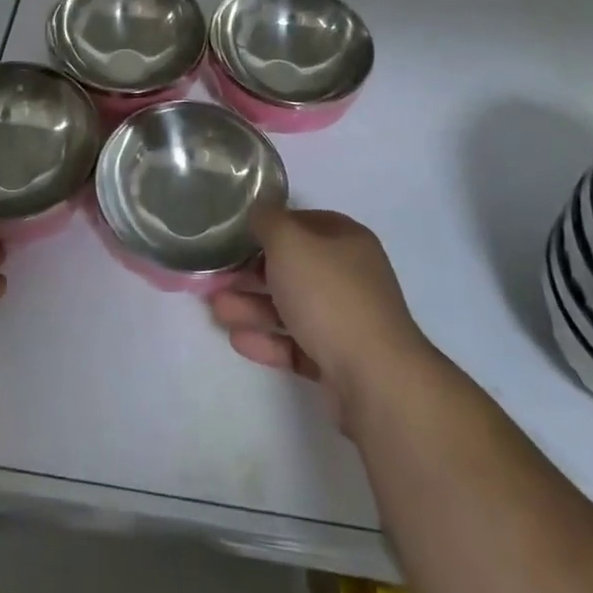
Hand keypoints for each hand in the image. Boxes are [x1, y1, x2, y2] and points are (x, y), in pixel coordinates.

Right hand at [209, 206, 431, 424]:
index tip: (236, 238)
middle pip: (292, 268)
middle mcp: (350, 276)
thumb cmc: (329, 296)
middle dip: (250, 274)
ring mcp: (346, 321)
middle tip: (216, 280)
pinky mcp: (339, 362)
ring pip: (291, 307)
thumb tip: (260, 212)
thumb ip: (268, 221)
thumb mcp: (290, 243)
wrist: (376, 380)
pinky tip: (238, 340)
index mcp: (346, 241)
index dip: (268, 228)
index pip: (302, 223)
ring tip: (218, 312)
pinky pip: (297, 344)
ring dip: (252, 307)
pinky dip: (269, 340)